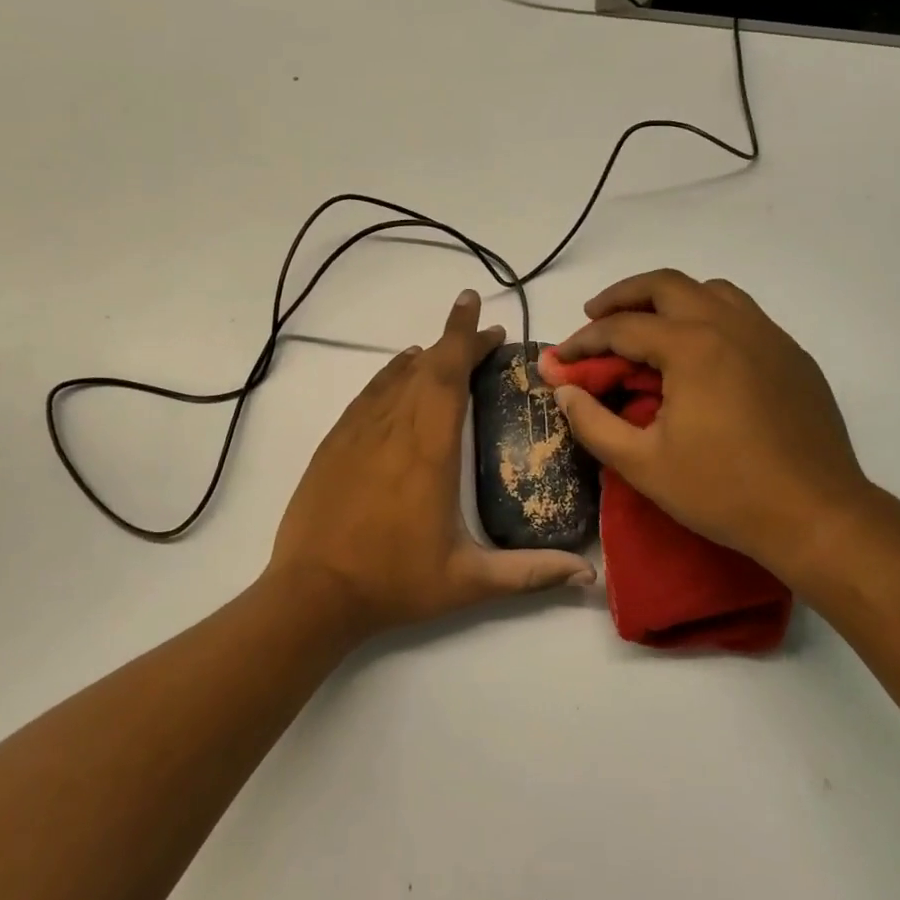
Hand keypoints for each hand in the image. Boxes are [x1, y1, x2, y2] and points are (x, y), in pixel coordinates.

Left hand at [267, 289, 595, 639]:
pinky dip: (391, 375)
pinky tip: (400, 376)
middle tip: (484, 333)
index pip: (448, 375)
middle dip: (455, 340)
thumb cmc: (394, 582)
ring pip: (395, 375)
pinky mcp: (335, 441)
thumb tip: (587, 574)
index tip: (477, 307)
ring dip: (425, 356)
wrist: (312, 592)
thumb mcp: (468, 582)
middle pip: (425, 366)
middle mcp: (393, 427)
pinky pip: (370, 393)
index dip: (464, 337)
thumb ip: (529, 572)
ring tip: (447, 351)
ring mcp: (358, 431)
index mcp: (429, 449)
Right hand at [550, 269, 877, 580]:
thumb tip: (564, 392)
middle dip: (622, 296)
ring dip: (669, 298)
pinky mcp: (791, 355)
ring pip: (709, 291)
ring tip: (646, 325)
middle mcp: (730, 325)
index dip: (583, 341)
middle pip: (665, 285)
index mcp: (692, 347)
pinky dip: (708, 316)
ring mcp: (767, 336)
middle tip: (595, 316)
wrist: (818, 516)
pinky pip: (742, 314)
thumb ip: (592, 424)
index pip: (621, 328)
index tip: (561, 360)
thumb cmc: (724, 491)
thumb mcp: (642, 465)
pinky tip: (699, 353)